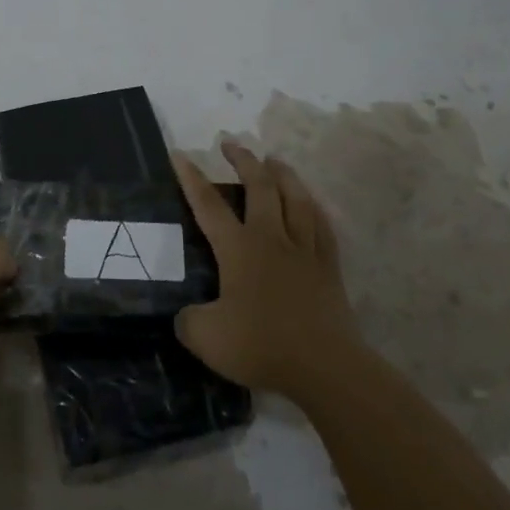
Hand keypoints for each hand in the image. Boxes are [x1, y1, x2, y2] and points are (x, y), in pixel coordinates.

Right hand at [171, 143, 361, 398]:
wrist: (325, 366)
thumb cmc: (262, 346)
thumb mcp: (206, 338)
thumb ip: (189, 321)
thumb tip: (187, 315)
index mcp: (239, 249)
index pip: (209, 205)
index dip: (192, 178)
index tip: (181, 154)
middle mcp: (271, 239)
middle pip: (260, 187)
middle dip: (244, 161)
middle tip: (231, 143)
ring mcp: (304, 250)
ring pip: (296, 198)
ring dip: (283, 174)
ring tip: (274, 160)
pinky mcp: (328, 266)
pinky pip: (322, 225)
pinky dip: (313, 207)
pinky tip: (311, 203)